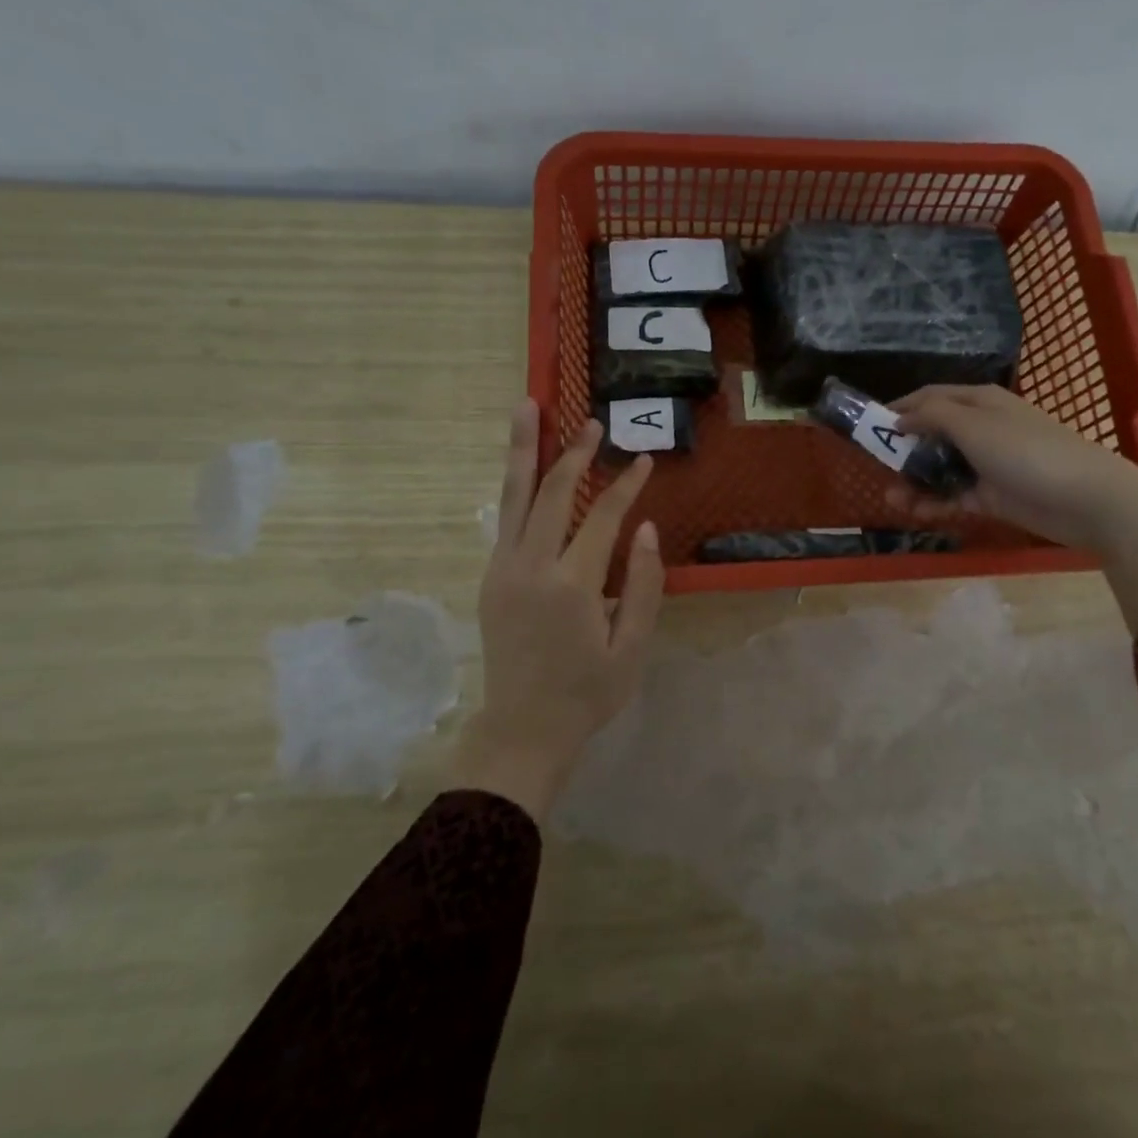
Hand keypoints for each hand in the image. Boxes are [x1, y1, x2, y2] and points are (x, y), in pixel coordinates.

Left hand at [454, 401, 663, 819]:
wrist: (522, 729)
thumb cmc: (587, 694)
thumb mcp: (631, 649)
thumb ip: (643, 585)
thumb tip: (646, 528)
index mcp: (572, 586)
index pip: (603, 518)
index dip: (625, 486)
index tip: (642, 460)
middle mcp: (531, 567)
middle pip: (552, 493)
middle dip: (573, 453)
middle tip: (590, 422)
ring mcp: (503, 569)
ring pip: (514, 497)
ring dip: (523, 451)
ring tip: (526, 408)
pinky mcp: (490, 577)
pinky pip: (505, 519)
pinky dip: (516, 486)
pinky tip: (524, 467)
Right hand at [883, 383, 1137, 550]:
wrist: (1086, 498)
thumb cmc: (1026, 451)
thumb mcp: (974, 425)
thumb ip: (933, 416)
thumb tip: (901, 416)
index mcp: (978, 402)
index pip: (930, 397)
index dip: (899, 408)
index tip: (868, 425)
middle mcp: (981, 428)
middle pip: (931, 434)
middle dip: (903, 450)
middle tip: (877, 468)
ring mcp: (987, 463)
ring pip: (940, 468)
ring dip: (914, 481)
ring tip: (893, 500)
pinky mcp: (992, 495)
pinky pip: (954, 495)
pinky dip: (934, 502)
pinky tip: (916, 512)